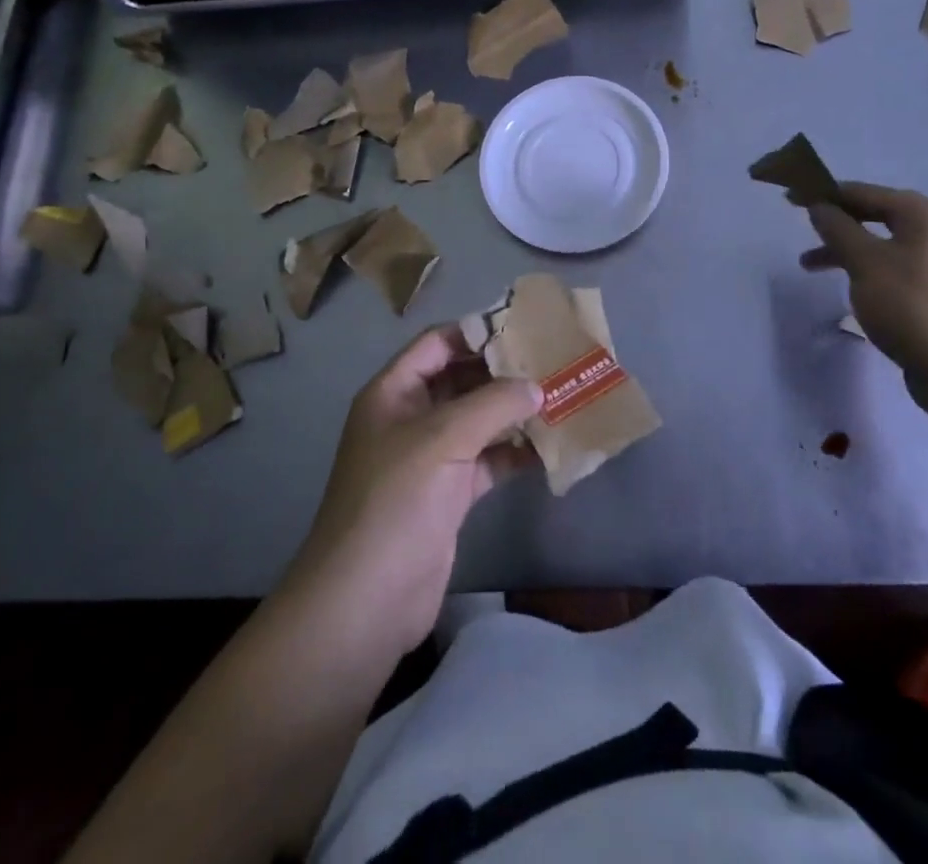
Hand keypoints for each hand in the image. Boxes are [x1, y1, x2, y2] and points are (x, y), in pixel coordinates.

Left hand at [288, 328, 543, 657]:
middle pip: (461, 380)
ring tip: (561, 397)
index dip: (476, 332)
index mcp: (394, 392)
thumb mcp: (442, 439)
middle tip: (552, 362)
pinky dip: (515, 453)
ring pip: (478, 421)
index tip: (524, 327)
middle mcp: (410, 418)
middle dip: (503, 372)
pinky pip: (487, 460)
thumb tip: (536, 385)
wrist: (366, 599)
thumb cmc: (395, 501)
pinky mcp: (449, 494)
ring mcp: (430, 458)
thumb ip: (492, 404)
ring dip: (514, 412)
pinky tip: (552, 446)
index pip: (437, 343)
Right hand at [801, 182, 927, 404]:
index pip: (864, 192)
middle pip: (876, 215)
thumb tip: (819, 206)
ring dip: (847, 251)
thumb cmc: (910, 305)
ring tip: (810, 268)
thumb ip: (837, 229)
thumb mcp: (864, 262)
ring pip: (884, 244)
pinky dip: (869, 269)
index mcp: (925, 213)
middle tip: (803, 232)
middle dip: (836, 225)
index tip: (792, 198)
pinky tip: (852, 287)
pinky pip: (896, 266)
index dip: (825, 194)